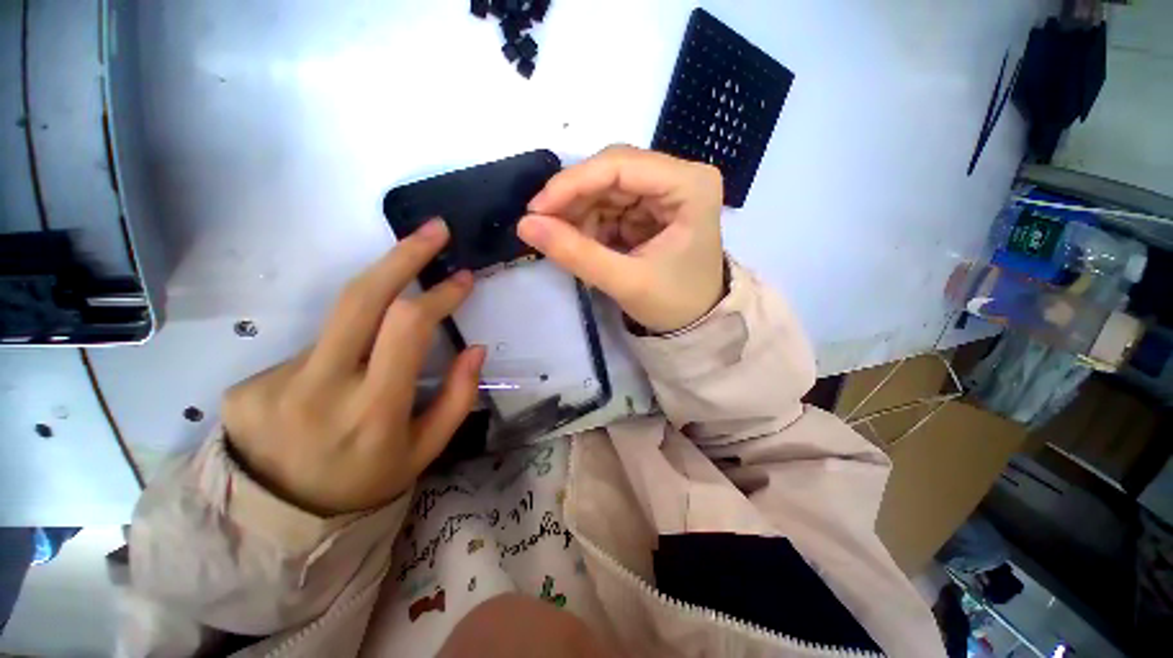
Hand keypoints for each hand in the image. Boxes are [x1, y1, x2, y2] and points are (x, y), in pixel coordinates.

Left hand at [221, 219, 484, 515]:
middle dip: (403, 255)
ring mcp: (275, 383)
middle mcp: (320, 389)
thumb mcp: (426, 450)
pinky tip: (338, 383)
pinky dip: (341, 351)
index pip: (407, 327)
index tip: (462, 277)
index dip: (439, 294)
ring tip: (384, 345)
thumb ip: (458, 397)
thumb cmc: (367, 481)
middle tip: (433, 230)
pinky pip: (313, 348)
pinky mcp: (248, 383)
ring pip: (339, 321)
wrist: (278, 519)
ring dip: (375, 314)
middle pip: (360, 297)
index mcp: (374, 411)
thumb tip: (475, 348)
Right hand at [517, 145, 725, 333]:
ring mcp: (665, 190)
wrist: (696, 323)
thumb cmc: (674, 304)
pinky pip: (611, 205)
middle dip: (574, 199)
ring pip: (607, 187)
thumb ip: (576, 253)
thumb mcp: (626, 282)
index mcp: (690, 185)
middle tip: (542, 226)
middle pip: (611, 171)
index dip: (572, 183)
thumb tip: (525, 225)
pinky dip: (590, 223)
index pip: (620, 164)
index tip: (536, 209)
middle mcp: (680, 176)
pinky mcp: (652, 207)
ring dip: (579, 213)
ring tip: (565, 242)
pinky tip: (582, 243)